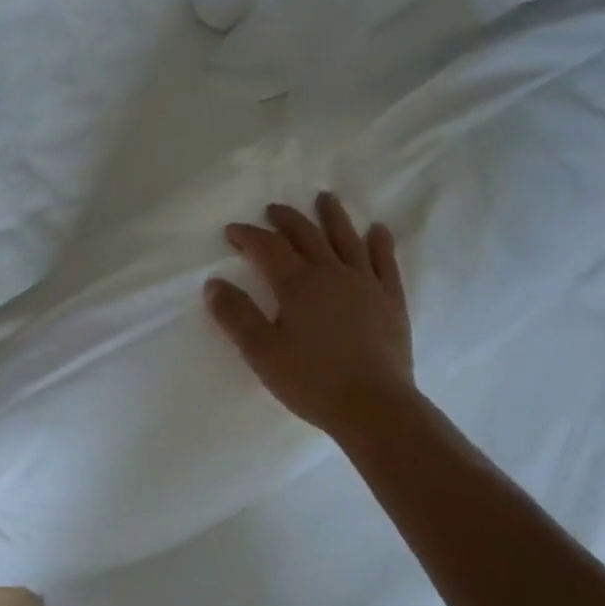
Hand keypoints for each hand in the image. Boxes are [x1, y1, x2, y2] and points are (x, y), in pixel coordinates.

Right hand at [205, 193, 417, 443]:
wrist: (374, 407)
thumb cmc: (311, 381)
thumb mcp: (261, 352)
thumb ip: (236, 315)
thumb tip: (214, 283)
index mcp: (297, 284)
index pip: (267, 248)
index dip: (248, 235)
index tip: (232, 231)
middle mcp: (331, 273)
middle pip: (306, 236)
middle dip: (286, 220)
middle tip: (273, 209)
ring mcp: (365, 284)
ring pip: (347, 239)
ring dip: (333, 217)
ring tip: (325, 198)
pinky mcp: (391, 300)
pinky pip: (385, 262)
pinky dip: (380, 243)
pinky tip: (378, 230)